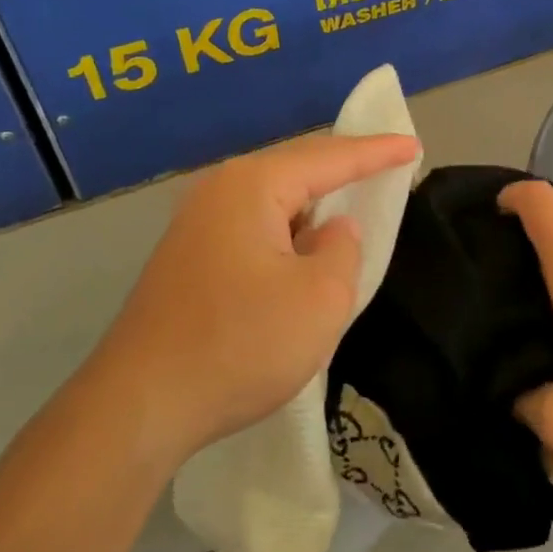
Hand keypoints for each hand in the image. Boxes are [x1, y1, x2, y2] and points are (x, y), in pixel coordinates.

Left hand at [91, 131, 421, 468]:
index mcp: (252, 186)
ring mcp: (196, 225)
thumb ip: (343, 249)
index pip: (329, 157)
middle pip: (296, 168)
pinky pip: (253, 226)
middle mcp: (219, 191)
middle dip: (343, 168)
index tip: (412, 146)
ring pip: (272, 200)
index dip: (375, 152)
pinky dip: (288, 230)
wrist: (140, 405)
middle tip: (387, 165)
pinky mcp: (188, 258)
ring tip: (351, 202)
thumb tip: (332, 230)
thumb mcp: (320, 299)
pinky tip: (301, 248)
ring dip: (313, 203)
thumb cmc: (241, 345)